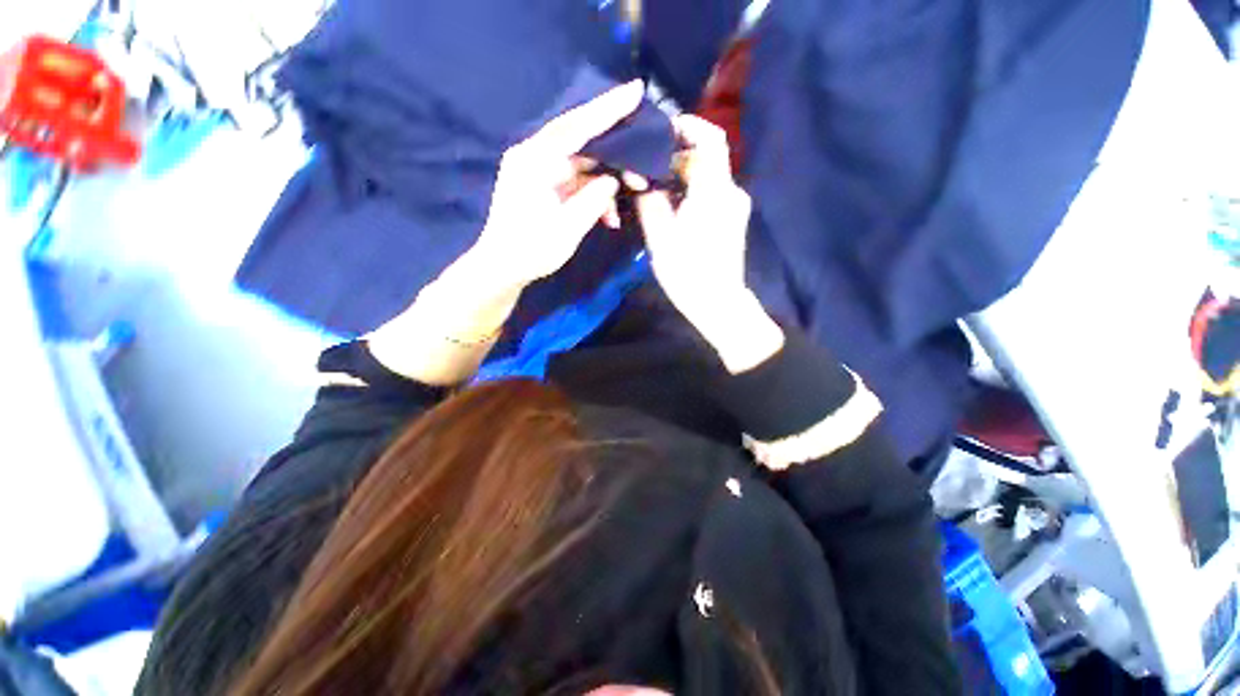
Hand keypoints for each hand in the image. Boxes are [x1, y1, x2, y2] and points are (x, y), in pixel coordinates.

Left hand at [464, 80, 643, 290]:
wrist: (503, 268)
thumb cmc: (531, 250)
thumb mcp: (568, 227)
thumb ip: (593, 199)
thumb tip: (611, 181)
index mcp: (535, 160)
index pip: (577, 127)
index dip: (609, 109)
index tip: (636, 90)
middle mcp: (535, 157)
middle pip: (582, 142)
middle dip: (615, 155)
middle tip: (641, 168)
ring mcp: (539, 171)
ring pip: (583, 167)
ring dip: (605, 186)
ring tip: (622, 208)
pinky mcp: (544, 186)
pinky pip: (575, 182)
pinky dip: (593, 196)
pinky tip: (608, 218)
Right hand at [637, 115, 783, 372]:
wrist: (718, 304)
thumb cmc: (687, 274)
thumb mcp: (660, 238)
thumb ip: (650, 202)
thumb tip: (639, 177)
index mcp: (713, 193)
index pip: (711, 140)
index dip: (690, 126)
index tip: (664, 130)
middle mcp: (731, 192)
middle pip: (706, 158)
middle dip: (676, 158)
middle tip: (648, 171)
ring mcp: (735, 206)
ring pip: (708, 177)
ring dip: (683, 177)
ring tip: (656, 192)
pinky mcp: (734, 218)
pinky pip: (712, 193)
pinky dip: (692, 192)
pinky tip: (674, 209)